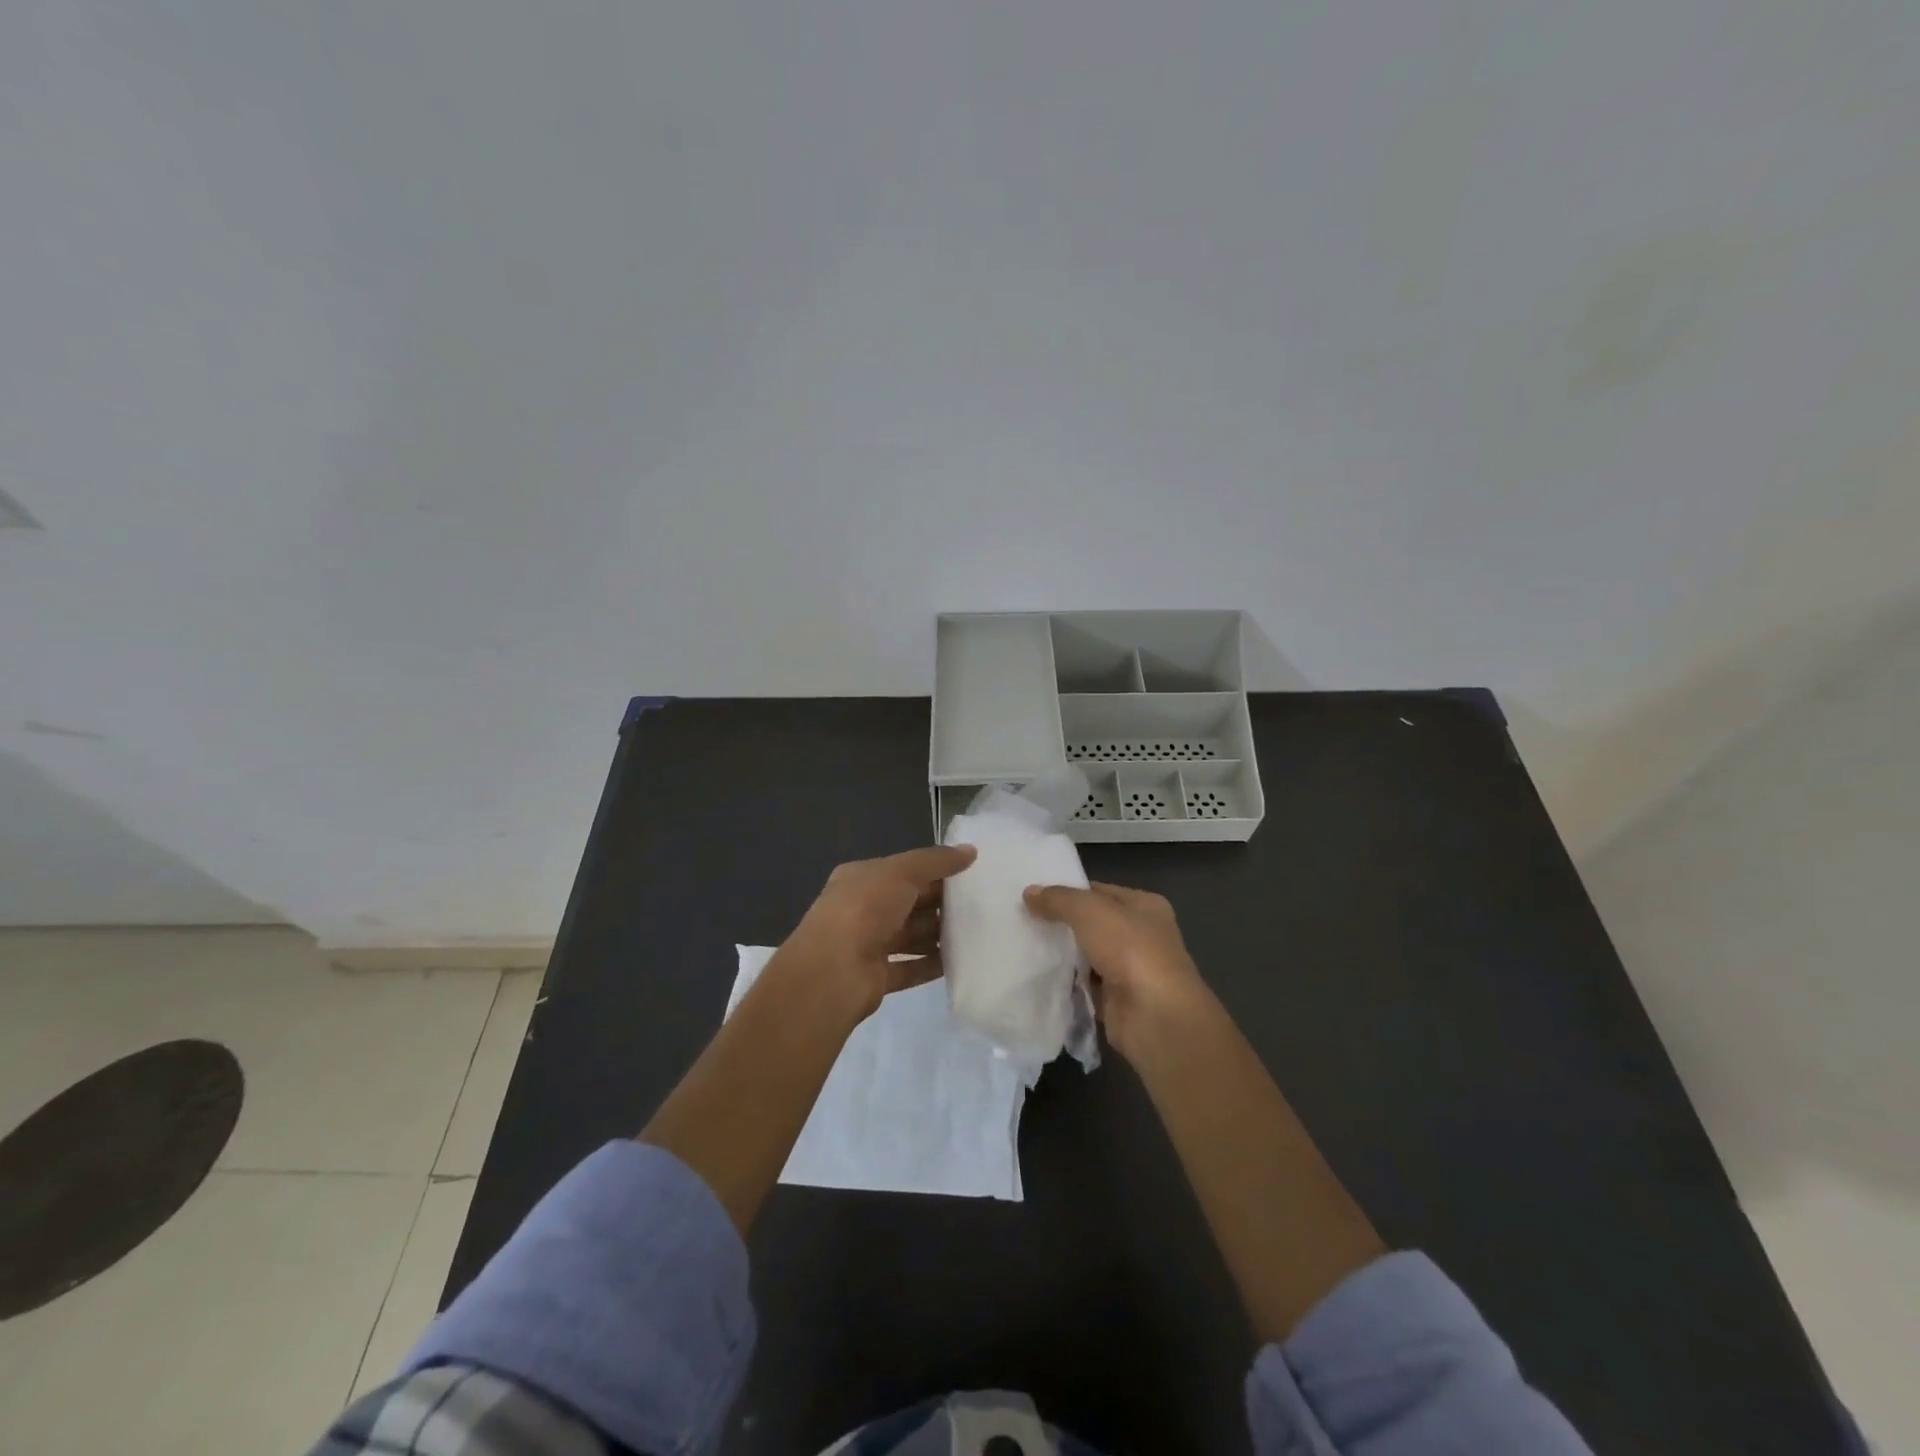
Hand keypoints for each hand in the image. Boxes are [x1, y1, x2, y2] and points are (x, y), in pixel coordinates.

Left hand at [773, 845, 977, 1019]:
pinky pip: (910, 967)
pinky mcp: (876, 976)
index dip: (934, 870)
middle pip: (908, 903)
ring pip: (910, 936)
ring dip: (938, 935)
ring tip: (976, 933)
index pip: (902, 870)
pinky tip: (959, 962)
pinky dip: (932, 964)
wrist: (832, 972)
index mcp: (861, 879)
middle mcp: (862, 909)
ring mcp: (867, 944)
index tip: (969, 874)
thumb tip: (971, 850)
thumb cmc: (865, 909)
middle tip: (980, 904)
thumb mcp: (901, 872)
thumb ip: (936, 861)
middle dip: (940, 904)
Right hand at [1023, 881, 1215, 1058]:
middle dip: (1062, 923)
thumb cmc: (1130, 950)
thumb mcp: (1089, 911)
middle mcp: (1142, 935)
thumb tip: (1029, 892)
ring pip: (1087, 955)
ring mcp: (1131, 970)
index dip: (1069, 891)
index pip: (1099, 891)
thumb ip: (1058, 899)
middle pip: (1093, 924)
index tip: (1033, 895)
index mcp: (1145, 906)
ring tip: (1023, 945)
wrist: (1155, 1017)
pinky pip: (1084, 986)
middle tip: (1022, 919)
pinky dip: (1067, 983)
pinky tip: (1038, 976)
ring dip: (1062, 954)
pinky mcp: (1117, 1001)